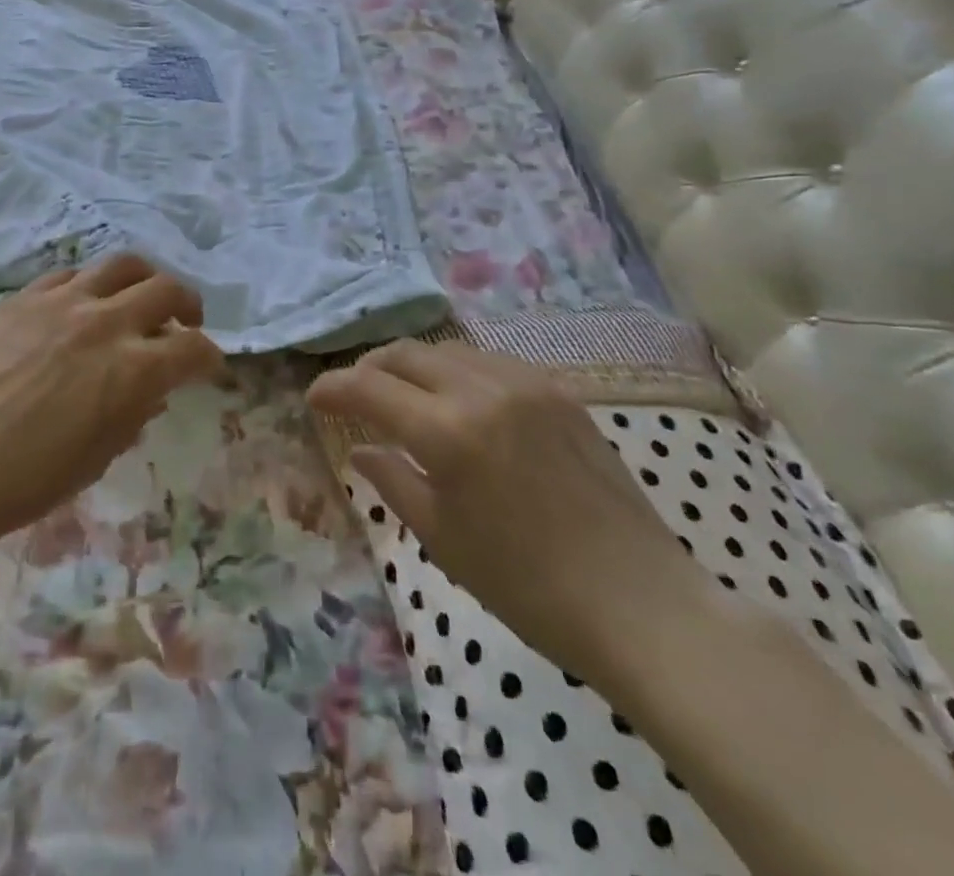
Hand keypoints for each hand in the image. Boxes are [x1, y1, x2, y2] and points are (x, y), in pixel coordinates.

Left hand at [0, 254, 223, 550]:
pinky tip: (84, 303)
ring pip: (124, 264)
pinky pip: (72, 274)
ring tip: (140, 296)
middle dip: (188, 305)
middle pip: (167, 290)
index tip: (207, 365)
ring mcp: (66, 301)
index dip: (209, 356)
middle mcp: (109, 322)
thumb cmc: (31, 477)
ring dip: (144, 279)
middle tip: (184, 321)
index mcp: (136, 369)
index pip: (194, 348)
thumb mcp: (100, 454)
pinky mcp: (28, 296)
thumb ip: (135, 414)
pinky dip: (91, 286)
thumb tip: (152, 391)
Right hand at [308, 340, 712, 679]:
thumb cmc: (528, 586)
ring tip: (402, 395)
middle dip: (368, 369)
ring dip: (412, 365)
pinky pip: (490, 361)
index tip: (313, 399)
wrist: (640, 604)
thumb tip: (358, 450)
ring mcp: (527, 384)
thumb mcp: (443, 539)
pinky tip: (457, 401)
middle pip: (405, 354)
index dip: (332, 388)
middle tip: (353, 396)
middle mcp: (483, 390)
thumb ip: (392, 480)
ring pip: (447, 349)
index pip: (368, 388)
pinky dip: (457, 371)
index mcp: (448, 432)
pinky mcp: (559, 391)